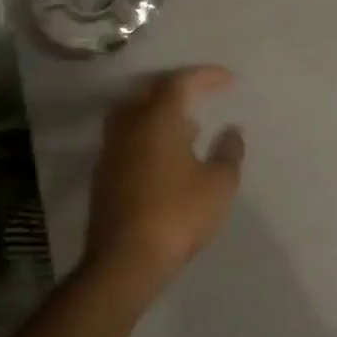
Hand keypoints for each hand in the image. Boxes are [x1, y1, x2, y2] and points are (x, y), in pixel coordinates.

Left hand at [83, 66, 244, 291]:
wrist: (124, 260)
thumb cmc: (177, 215)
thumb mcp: (218, 185)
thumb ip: (229, 153)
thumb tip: (232, 131)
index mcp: (158, 119)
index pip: (180, 82)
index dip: (205, 76)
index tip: (228, 79)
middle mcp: (130, 125)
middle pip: (151, 91)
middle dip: (178, 87)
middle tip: (202, 92)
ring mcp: (112, 149)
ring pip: (134, 113)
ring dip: (160, 110)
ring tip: (188, 123)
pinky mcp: (104, 173)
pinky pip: (128, 136)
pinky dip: (149, 132)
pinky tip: (167, 153)